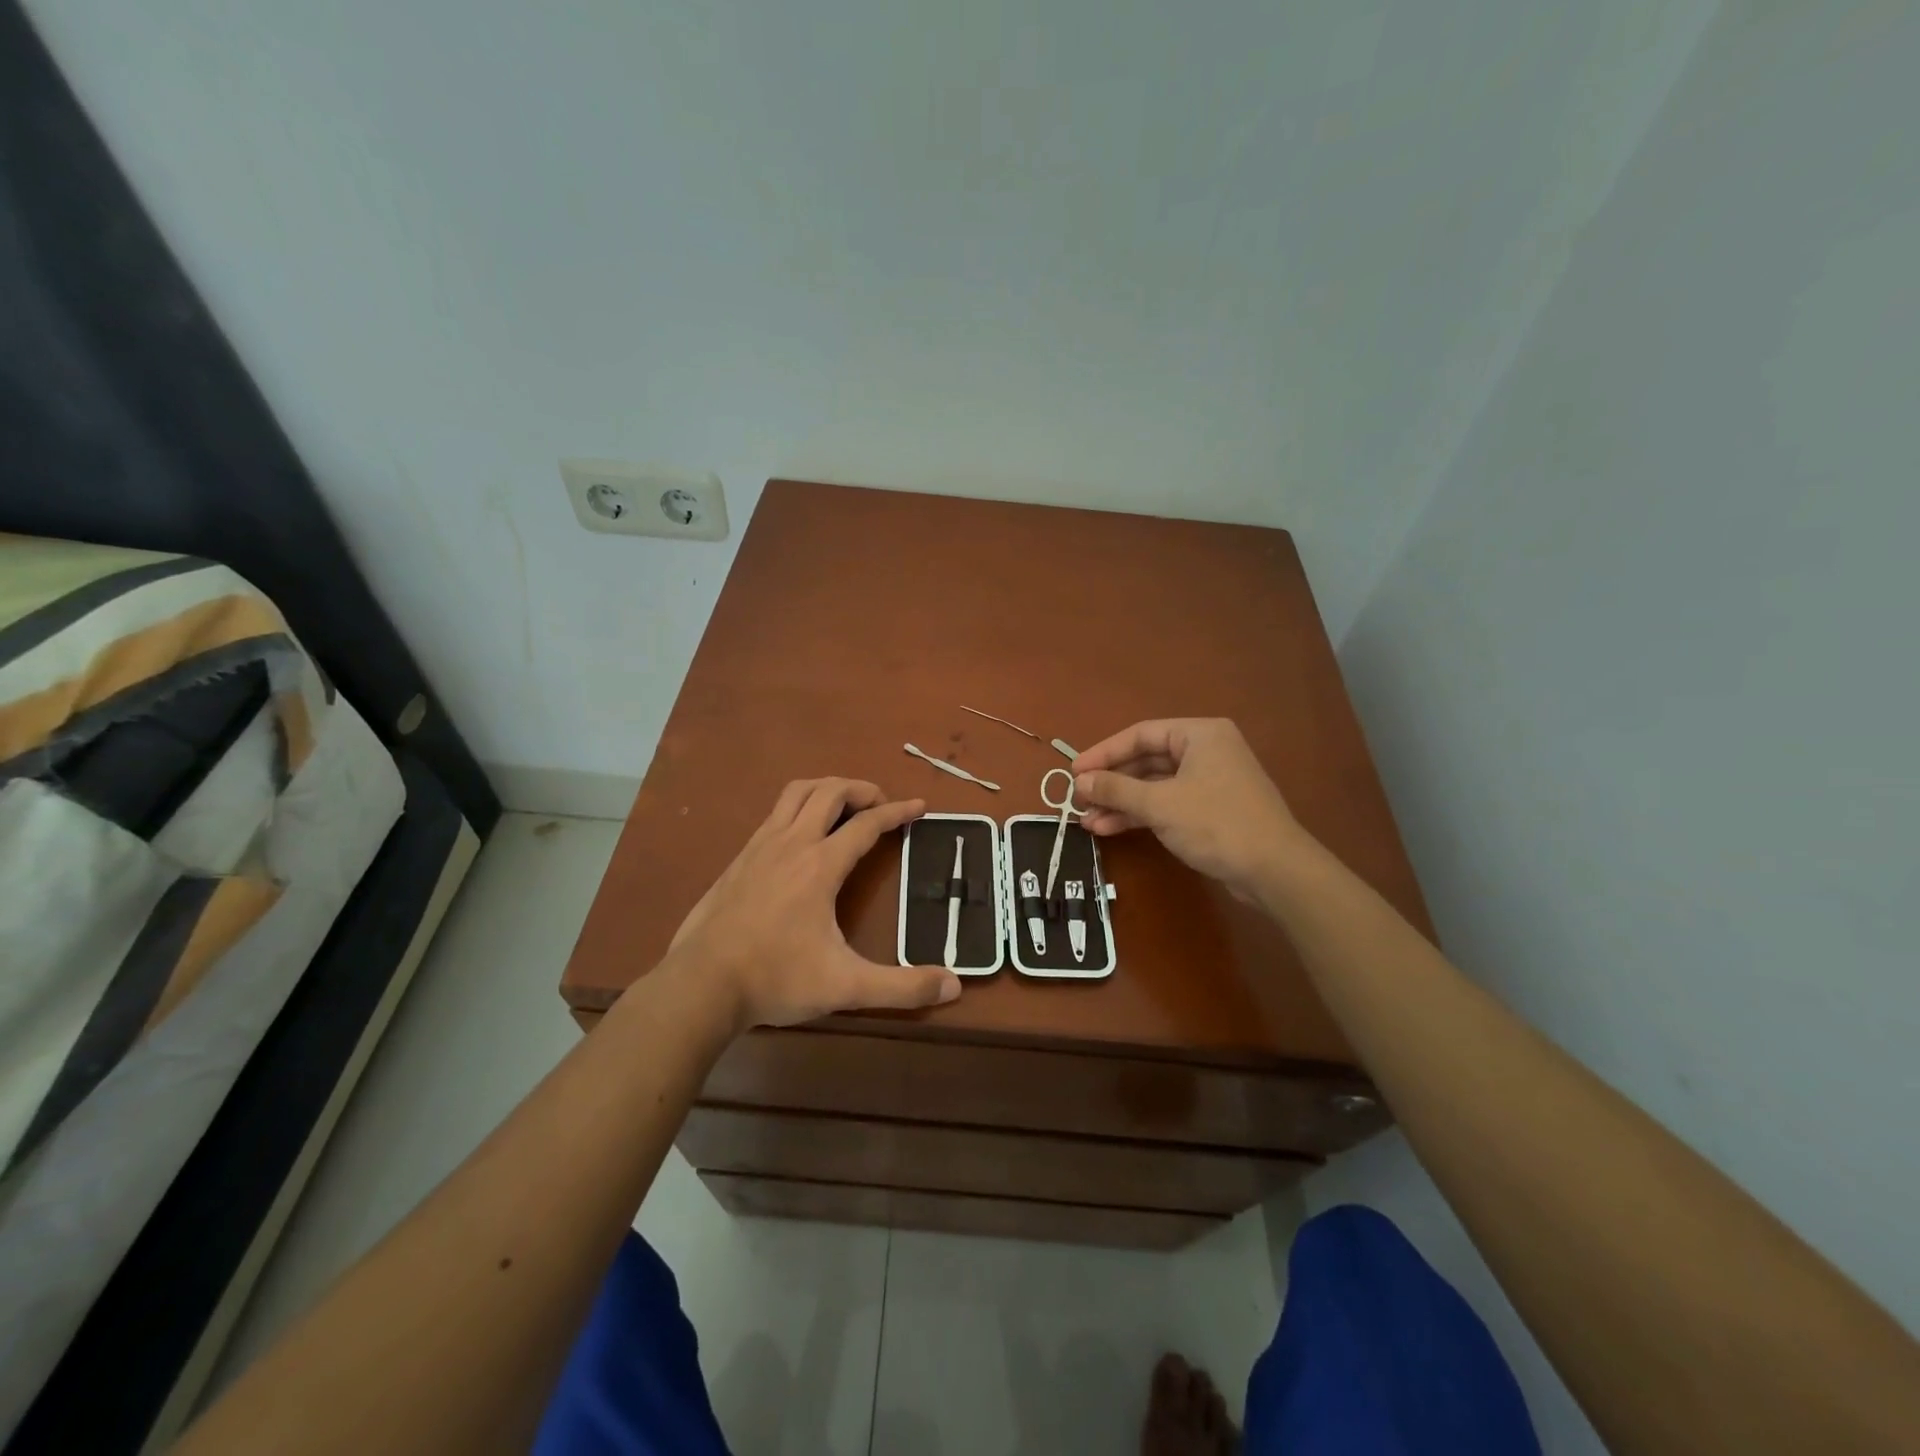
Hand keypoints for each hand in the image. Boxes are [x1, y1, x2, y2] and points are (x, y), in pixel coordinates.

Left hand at [666, 778, 961, 1029]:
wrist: (701, 985)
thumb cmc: (776, 979)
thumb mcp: (846, 986)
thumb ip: (901, 987)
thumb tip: (954, 986)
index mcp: (821, 865)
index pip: (867, 824)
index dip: (897, 812)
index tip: (919, 807)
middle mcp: (792, 843)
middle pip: (830, 792)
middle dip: (862, 789)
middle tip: (881, 803)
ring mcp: (760, 847)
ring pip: (796, 793)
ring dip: (826, 789)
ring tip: (844, 805)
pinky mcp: (739, 859)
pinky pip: (774, 814)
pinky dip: (798, 807)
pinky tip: (800, 835)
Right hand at [1073, 719, 1309, 901]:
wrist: (1274, 870)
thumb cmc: (1216, 823)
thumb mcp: (1160, 804)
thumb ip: (1117, 789)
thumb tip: (1080, 781)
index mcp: (1200, 735)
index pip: (1141, 734)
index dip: (1104, 753)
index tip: (1075, 772)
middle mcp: (1206, 751)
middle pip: (1146, 760)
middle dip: (1112, 783)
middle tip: (1079, 799)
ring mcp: (1209, 782)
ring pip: (1154, 785)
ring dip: (1121, 802)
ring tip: (1088, 821)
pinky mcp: (1210, 810)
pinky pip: (1167, 804)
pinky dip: (1140, 814)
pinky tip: (1110, 828)